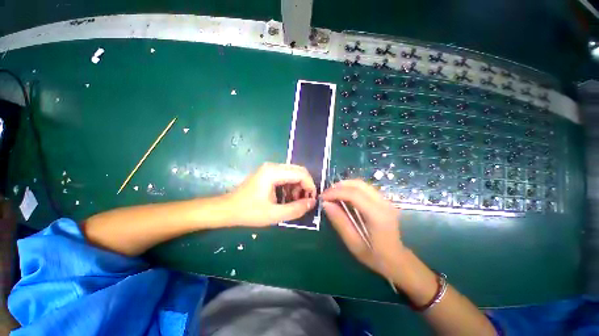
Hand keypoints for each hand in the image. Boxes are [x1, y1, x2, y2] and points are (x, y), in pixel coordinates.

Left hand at [227, 163, 316, 225]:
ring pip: (293, 173)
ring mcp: (270, 168)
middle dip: (305, 186)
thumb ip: (295, 209)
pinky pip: (286, 176)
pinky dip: (291, 186)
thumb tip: (312, 203)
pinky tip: (287, 197)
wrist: (227, 209)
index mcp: (273, 172)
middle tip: (304, 201)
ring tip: (295, 201)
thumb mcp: (273, 214)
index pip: (301, 173)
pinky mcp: (268, 173)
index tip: (311, 200)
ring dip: (299, 186)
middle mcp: (273, 166)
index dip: (310, 186)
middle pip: (299, 171)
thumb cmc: (248, 212)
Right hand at [321, 179, 403, 277]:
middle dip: (339, 186)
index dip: (335, 192)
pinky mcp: (383, 200)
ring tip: (332, 194)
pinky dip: (351, 188)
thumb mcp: (354, 243)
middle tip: (326, 194)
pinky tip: (343, 196)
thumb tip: (325, 204)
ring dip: (344, 186)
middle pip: (358, 184)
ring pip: (361, 184)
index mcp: (377, 215)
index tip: (322, 197)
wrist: (397, 259)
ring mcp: (385, 200)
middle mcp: (383, 203)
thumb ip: (340, 222)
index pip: (354, 194)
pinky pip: (364, 188)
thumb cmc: (375, 256)